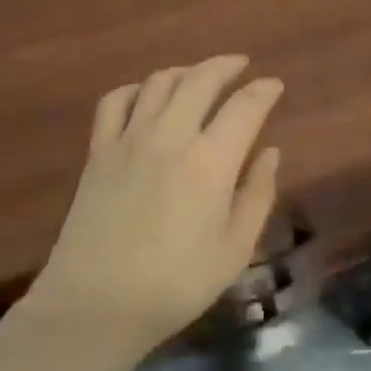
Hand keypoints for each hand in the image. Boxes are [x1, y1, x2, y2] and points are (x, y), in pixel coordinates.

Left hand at [22, 55, 282, 362]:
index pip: (244, 107)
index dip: (263, 91)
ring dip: (185, 71)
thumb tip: (270, 152)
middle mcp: (169, 137)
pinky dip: (135, 89)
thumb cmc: (176, 284)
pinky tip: (146, 95)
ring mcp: (128, 140)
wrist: (96, 304)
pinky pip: (114, 101)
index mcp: (209, 162)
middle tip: (241, 65)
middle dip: (225, 66)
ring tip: (199, 76)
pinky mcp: (98, 152)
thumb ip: (257, 195)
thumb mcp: (234, 249)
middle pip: (200, 80)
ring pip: (158, 83)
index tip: (274, 85)